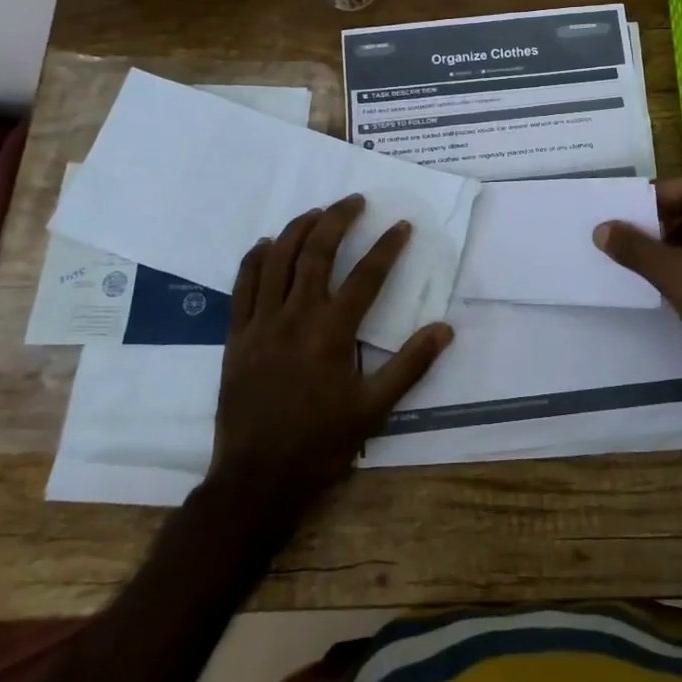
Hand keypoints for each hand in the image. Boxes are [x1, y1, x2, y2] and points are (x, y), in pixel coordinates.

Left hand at [207, 195, 451, 522]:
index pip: (366, 276)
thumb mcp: (374, 410)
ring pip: (276, 260)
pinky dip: (255, 259)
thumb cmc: (320, 445)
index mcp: (331, 333)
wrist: (256, 480)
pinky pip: (242, 285)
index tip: (402, 226)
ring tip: (316, 212)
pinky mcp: (236, 336)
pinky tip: (266, 244)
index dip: (387, 247)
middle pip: (316, 253)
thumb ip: (410, 365)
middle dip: (337, 220)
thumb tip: (445, 329)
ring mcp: (260, 324)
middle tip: (355, 201)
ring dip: (297, 229)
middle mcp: (294, 317)